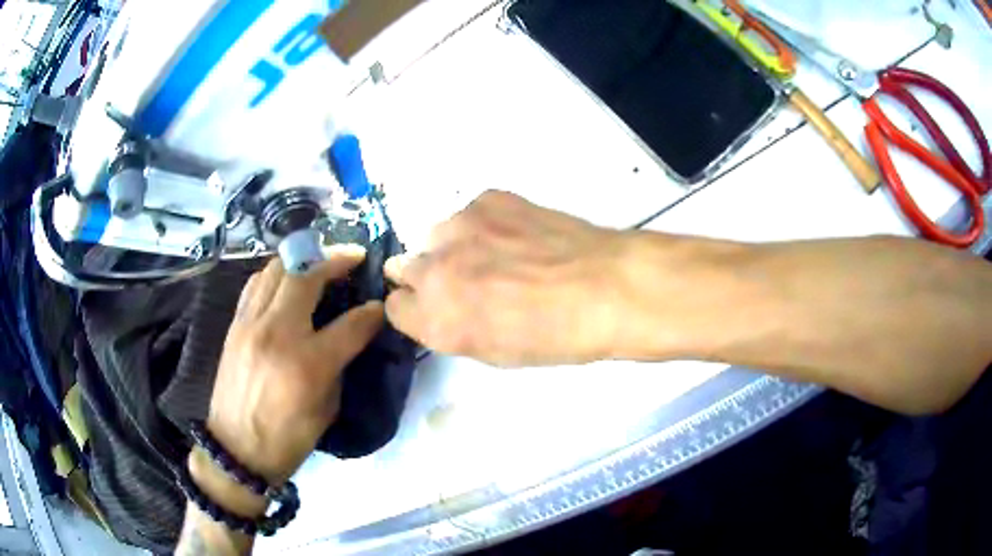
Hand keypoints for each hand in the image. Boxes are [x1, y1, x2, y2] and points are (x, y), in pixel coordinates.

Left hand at [206, 246, 384, 484]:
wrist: (236, 450)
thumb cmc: (288, 439)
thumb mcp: (327, 409)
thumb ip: (339, 365)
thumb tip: (350, 336)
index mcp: (308, 364)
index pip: (351, 323)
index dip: (373, 312)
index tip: (382, 305)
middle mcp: (277, 333)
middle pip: (307, 277)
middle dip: (335, 262)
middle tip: (352, 258)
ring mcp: (251, 324)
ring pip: (276, 270)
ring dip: (302, 261)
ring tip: (317, 265)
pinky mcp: (235, 325)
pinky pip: (255, 284)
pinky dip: (275, 275)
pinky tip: (285, 281)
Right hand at [384, 190, 630, 366]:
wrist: (605, 286)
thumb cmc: (556, 336)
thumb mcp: (494, 352)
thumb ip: (452, 327)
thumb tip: (439, 304)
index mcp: (435, 320)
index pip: (395, 307)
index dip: (417, 309)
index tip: (438, 308)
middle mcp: (433, 271)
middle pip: (405, 267)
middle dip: (429, 277)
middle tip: (468, 281)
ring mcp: (458, 228)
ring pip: (435, 236)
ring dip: (454, 248)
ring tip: (498, 255)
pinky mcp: (485, 199)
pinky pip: (468, 214)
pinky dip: (484, 226)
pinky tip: (518, 236)